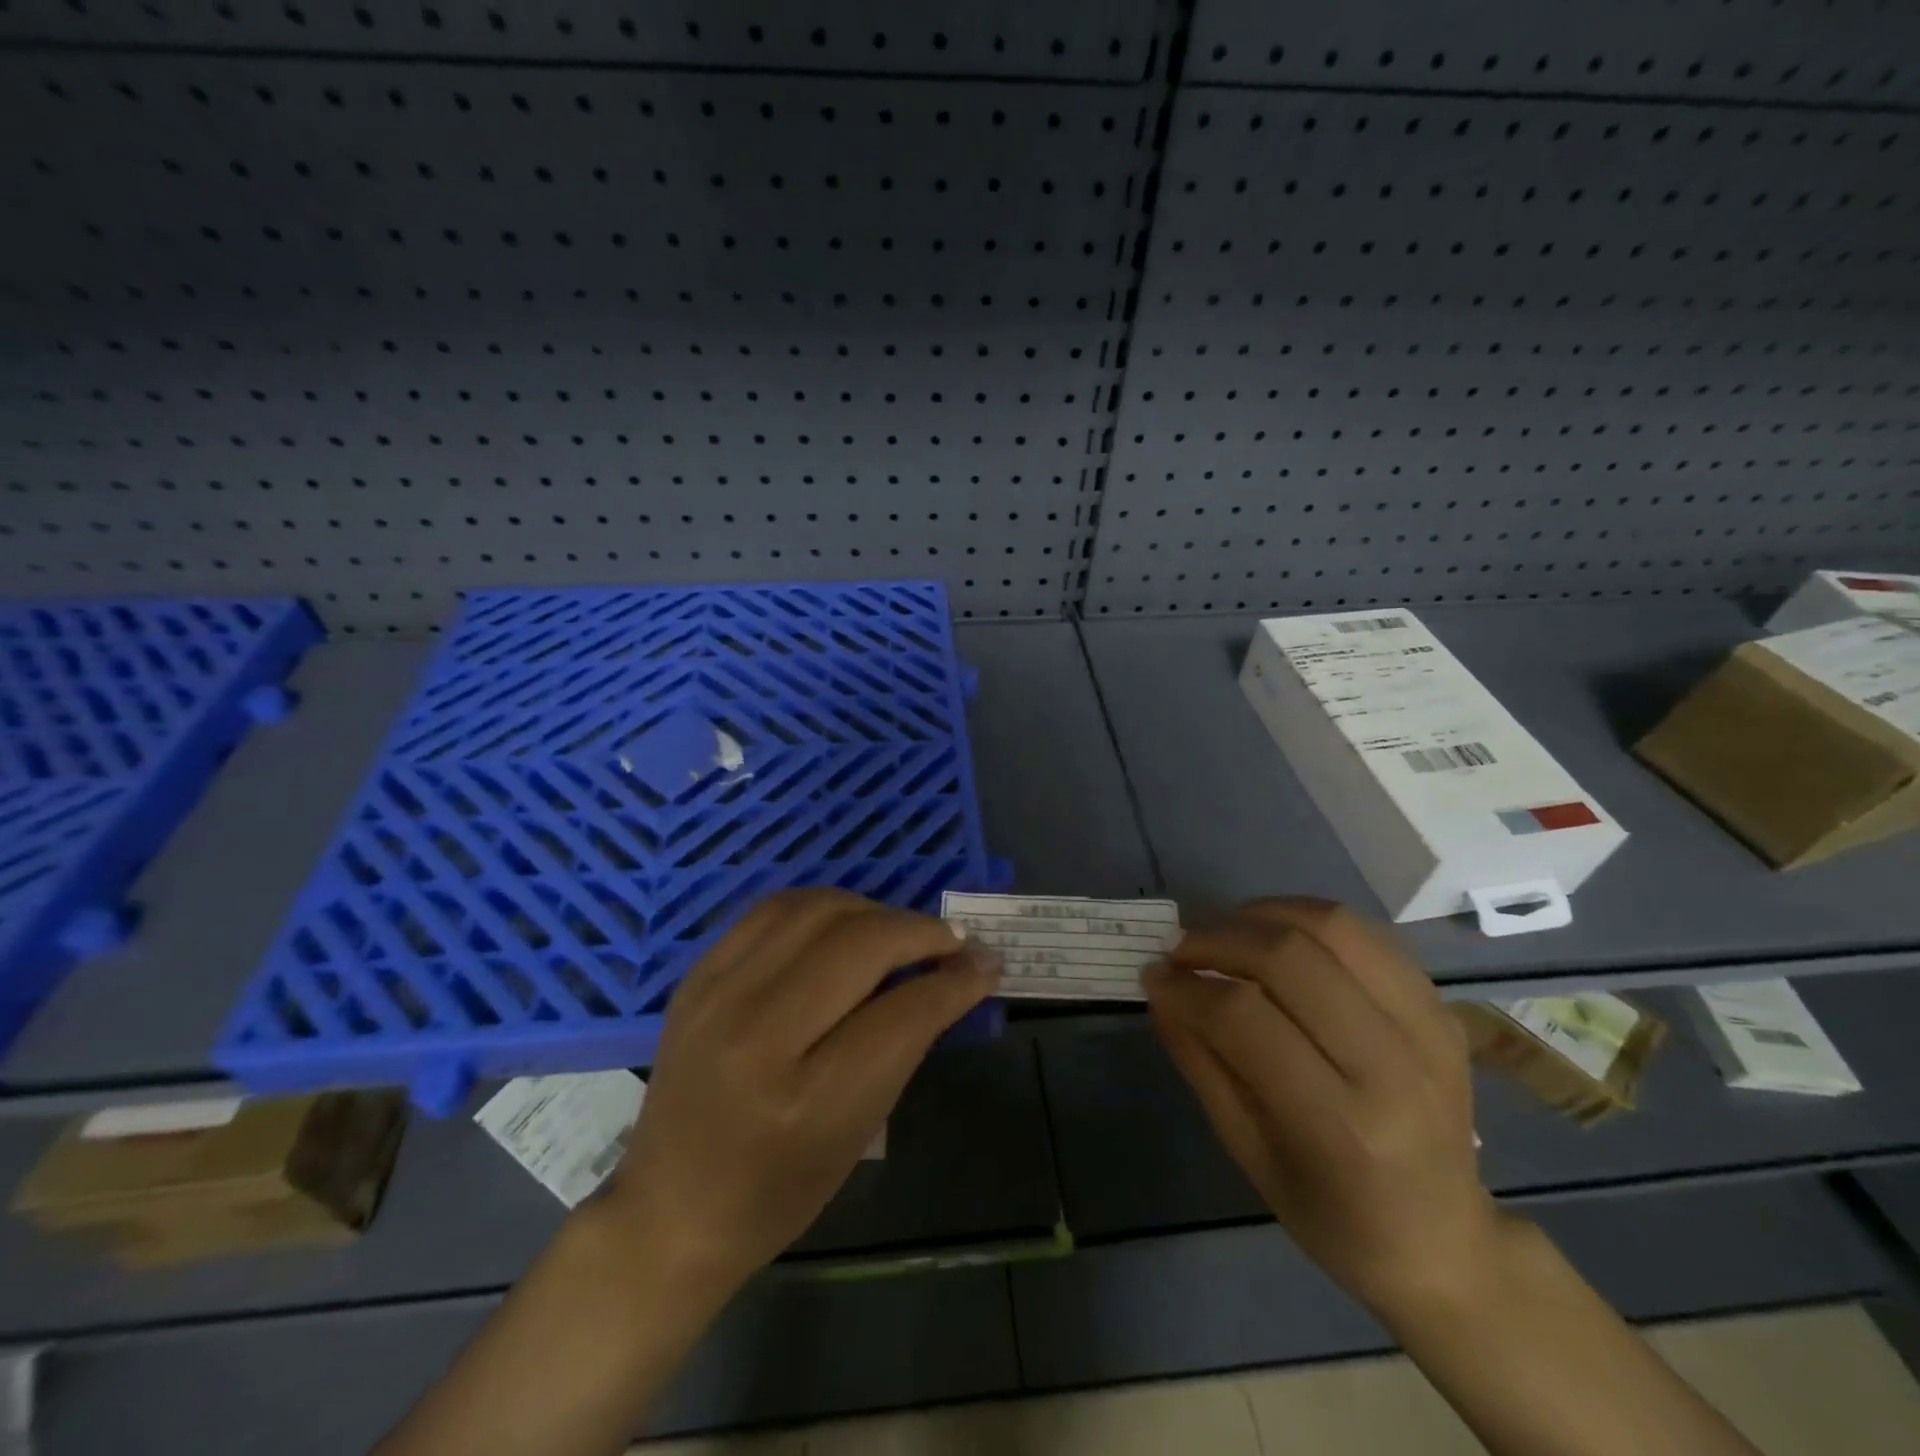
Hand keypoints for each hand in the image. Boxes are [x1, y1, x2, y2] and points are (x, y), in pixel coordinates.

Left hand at [600, 889, 999, 1295]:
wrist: (669, 1209)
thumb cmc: (778, 1191)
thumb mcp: (858, 1131)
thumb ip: (905, 1044)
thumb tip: (958, 974)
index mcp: (807, 1100)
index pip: (904, 1012)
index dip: (956, 979)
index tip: (986, 962)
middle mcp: (757, 1034)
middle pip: (861, 944)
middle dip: (922, 932)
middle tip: (952, 941)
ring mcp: (719, 996)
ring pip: (817, 909)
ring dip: (874, 910)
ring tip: (899, 930)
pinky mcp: (697, 976)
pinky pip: (772, 909)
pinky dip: (822, 905)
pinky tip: (845, 922)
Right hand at [1144, 898, 1501, 1314]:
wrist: (1446, 1241)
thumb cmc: (1333, 1216)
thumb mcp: (1248, 1152)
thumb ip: (1200, 1062)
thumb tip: (1160, 989)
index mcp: (1342, 1126)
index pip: (1245, 1018)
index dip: (1187, 987)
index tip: (1154, 977)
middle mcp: (1392, 1066)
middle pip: (1289, 957)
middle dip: (1218, 940)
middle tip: (1183, 950)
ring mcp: (1427, 1029)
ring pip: (1332, 926)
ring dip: (1262, 915)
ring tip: (1226, 932)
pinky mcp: (1440, 1008)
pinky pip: (1365, 933)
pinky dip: (1307, 918)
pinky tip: (1276, 934)